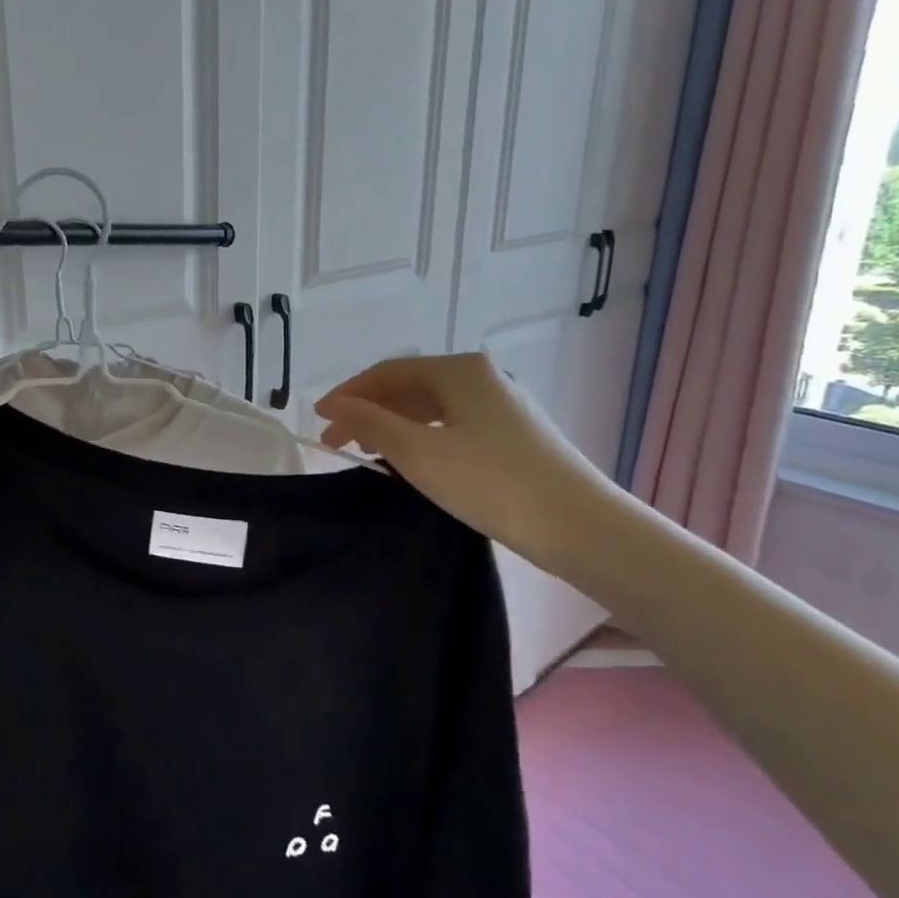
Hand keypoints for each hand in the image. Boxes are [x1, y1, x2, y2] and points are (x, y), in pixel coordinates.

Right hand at [315, 353, 611, 571]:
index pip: (389, 371)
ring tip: (367, 454)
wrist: (579, 526)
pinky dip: (422, 439)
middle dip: (369, 411)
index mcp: (460, 370)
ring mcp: (503, 407)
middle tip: (337, 442)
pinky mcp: (515, 437)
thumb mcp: (419, 452)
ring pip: (433, 409)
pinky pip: (453, 427)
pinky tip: (412, 462)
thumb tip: (334, 404)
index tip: (319, 420)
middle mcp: (483, 378)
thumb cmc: (491, 481)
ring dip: (394, 426)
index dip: (349, 393)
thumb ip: (371, 424)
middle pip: (411, 387)